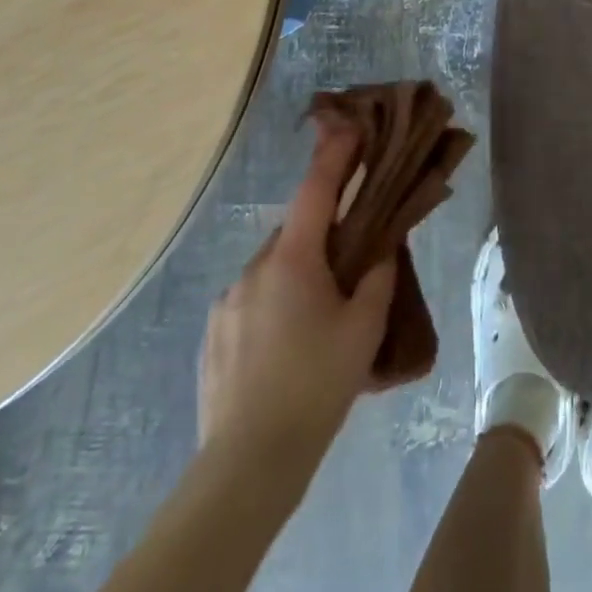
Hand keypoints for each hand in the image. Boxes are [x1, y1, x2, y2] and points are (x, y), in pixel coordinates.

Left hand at [198, 123, 397, 456]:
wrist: (248, 463)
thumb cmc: (317, 385)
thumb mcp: (364, 328)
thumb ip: (377, 277)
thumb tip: (379, 249)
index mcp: (291, 260)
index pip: (315, 191)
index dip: (334, 155)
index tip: (348, 127)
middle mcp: (252, 270)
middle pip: (294, 234)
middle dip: (321, 238)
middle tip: (349, 269)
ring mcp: (226, 303)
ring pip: (272, 271)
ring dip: (297, 277)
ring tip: (318, 324)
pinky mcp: (212, 336)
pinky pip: (251, 302)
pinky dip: (273, 307)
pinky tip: (287, 350)